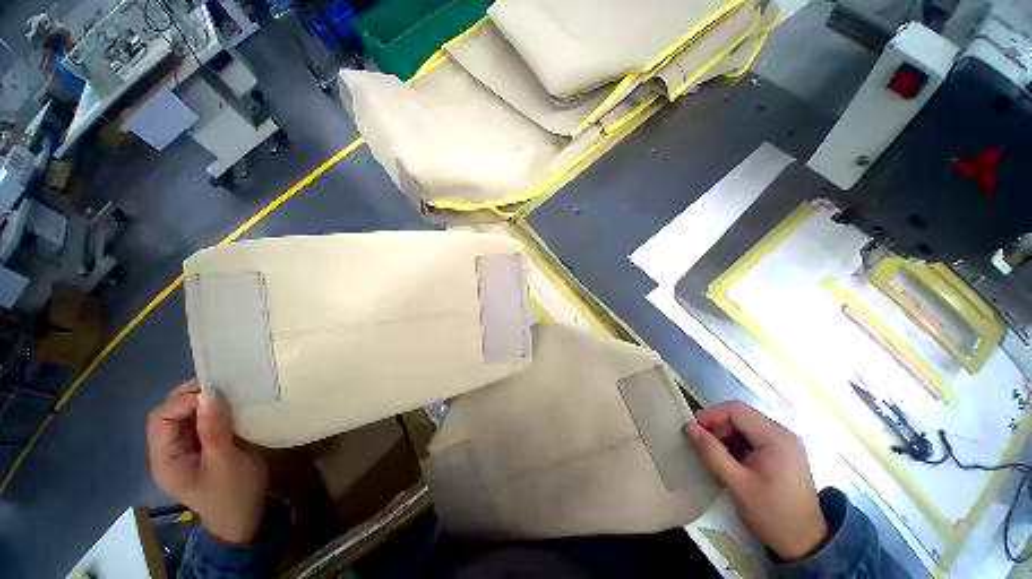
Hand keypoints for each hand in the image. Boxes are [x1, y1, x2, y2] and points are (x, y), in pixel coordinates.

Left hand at [147, 380, 268, 543]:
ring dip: (204, 402)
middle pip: (169, 414)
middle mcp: (169, 451)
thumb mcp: (225, 463)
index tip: (214, 394)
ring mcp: (185, 449)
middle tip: (222, 389)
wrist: (245, 517)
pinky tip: (230, 408)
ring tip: (229, 396)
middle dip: (191, 397)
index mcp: (165, 459)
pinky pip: (201, 421)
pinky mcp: (202, 447)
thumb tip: (210, 396)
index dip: (182, 403)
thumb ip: (214, 430)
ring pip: (185, 415)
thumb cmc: (233, 493)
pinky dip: (214, 410)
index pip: (161, 420)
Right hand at [685, 401, 827, 560]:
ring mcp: (783, 442)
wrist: (806, 542)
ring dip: (724, 434)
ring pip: (744, 425)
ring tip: (711, 451)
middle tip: (699, 442)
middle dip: (716, 425)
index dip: (710, 415)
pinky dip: (735, 442)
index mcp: (775, 438)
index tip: (691, 429)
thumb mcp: (738, 485)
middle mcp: (782, 433)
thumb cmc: (772, 513)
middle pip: (740, 415)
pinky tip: (727, 458)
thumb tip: (689, 428)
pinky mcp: (782, 451)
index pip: (736, 410)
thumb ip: (712, 453)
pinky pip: (752, 436)